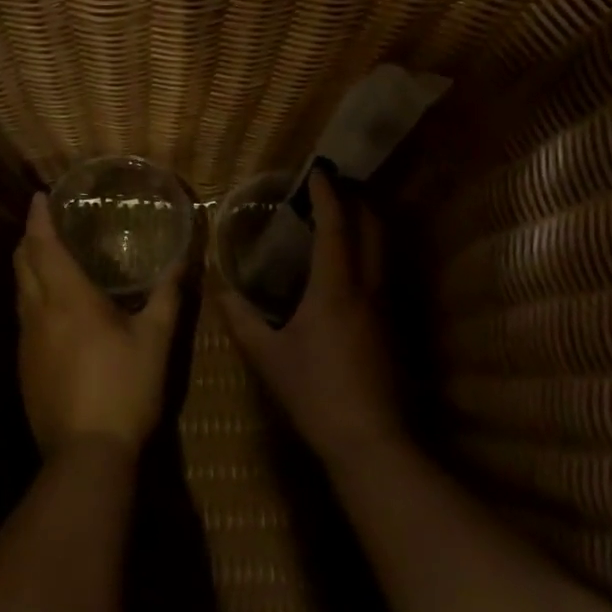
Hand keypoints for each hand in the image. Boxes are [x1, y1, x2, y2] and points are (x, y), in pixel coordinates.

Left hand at [16, 192, 182, 457]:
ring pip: (19, 290)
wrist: (85, 455)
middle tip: (45, 221)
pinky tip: (52, 307)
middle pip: (22, 263)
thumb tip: (182, 261)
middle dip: (29, 237)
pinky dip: (32, 295)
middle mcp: (39, 313)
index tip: (39, 195)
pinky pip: (23, 316)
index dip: (38, 218)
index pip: (44, 245)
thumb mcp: (155, 341)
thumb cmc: (124, 389)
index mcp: (68, 299)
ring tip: (48, 256)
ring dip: (28, 266)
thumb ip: (167, 297)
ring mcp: (26, 342)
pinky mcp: (24, 367)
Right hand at [218, 172, 403, 464]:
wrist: (371, 440)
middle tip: (332, 186)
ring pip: (383, 248)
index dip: (327, 194)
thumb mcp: (268, 356)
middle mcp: (367, 287)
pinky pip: (382, 270)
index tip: (317, 170)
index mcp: (335, 288)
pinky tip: (348, 265)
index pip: (335, 226)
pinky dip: (368, 250)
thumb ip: (241, 319)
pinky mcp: (392, 325)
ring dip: (366, 223)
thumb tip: (219, 287)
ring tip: (341, 215)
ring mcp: (385, 306)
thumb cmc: (315, 393)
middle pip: (372, 227)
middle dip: (355, 199)